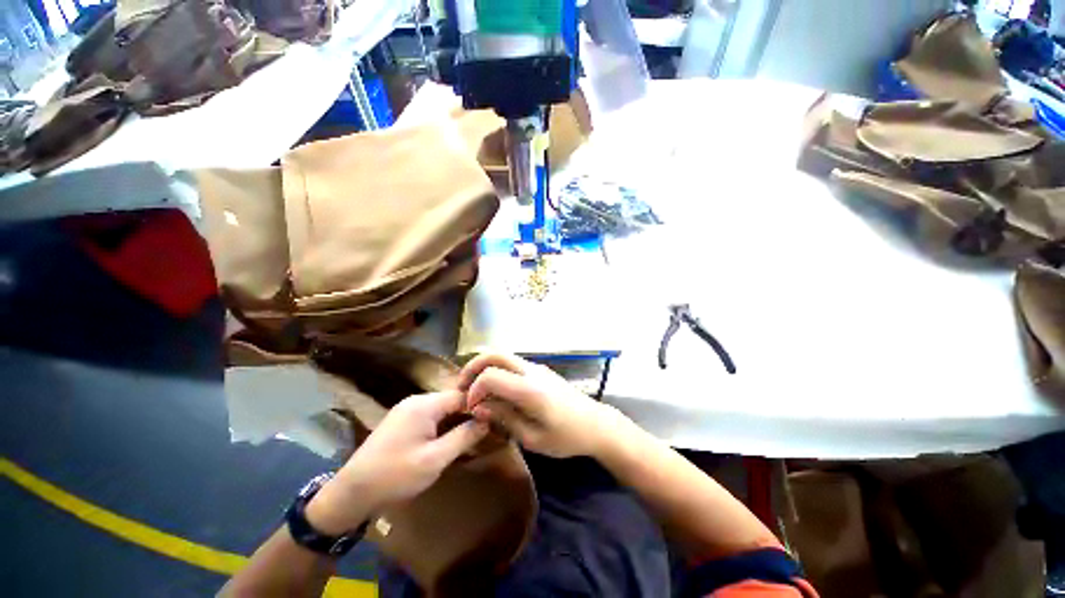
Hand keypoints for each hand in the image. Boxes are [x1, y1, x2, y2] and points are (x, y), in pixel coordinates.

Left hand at [306, 391, 487, 533]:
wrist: (350, 493)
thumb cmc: (395, 475)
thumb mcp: (435, 459)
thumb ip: (464, 436)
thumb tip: (487, 420)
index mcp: (425, 404)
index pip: (462, 395)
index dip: (479, 405)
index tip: (494, 419)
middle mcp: (416, 400)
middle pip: (452, 400)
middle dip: (469, 414)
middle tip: (485, 430)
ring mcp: (407, 410)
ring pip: (442, 409)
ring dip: (456, 420)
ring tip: (471, 436)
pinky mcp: (401, 421)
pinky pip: (430, 417)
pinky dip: (443, 425)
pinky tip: (449, 440)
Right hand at [458, 353, 631, 458]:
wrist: (596, 424)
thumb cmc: (566, 437)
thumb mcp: (532, 437)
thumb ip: (504, 418)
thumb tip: (478, 407)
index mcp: (529, 390)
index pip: (491, 376)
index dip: (475, 390)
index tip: (471, 408)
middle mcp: (531, 371)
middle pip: (495, 354)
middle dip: (473, 366)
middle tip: (463, 386)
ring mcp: (537, 367)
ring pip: (504, 355)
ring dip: (486, 366)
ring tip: (476, 387)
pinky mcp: (541, 370)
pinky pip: (514, 363)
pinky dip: (498, 369)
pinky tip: (496, 389)